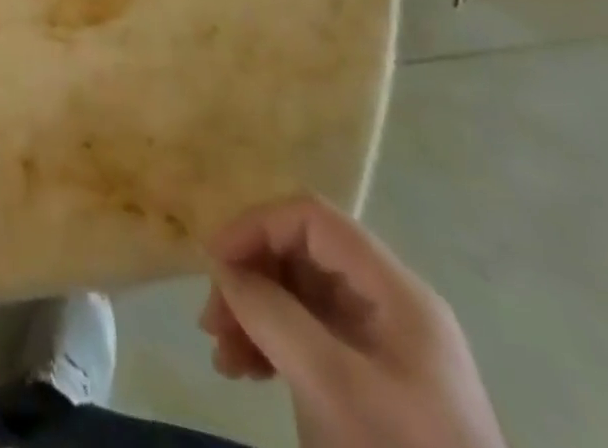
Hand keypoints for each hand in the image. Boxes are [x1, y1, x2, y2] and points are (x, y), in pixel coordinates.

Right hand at [198, 195, 503, 447]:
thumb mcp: (333, 387)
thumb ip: (273, 315)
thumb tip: (221, 266)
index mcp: (396, 292)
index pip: (313, 219)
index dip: (257, 226)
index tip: (214, 263)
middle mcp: (389, 306)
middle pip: (301, 256)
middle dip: (249, 280)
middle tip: (212, 322)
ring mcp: (380, 346)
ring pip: (297, 296)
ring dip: (252, 315)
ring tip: (223, 356)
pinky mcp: (368, 383)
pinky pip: (306, 337)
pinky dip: (269, 344)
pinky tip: (244, 371)